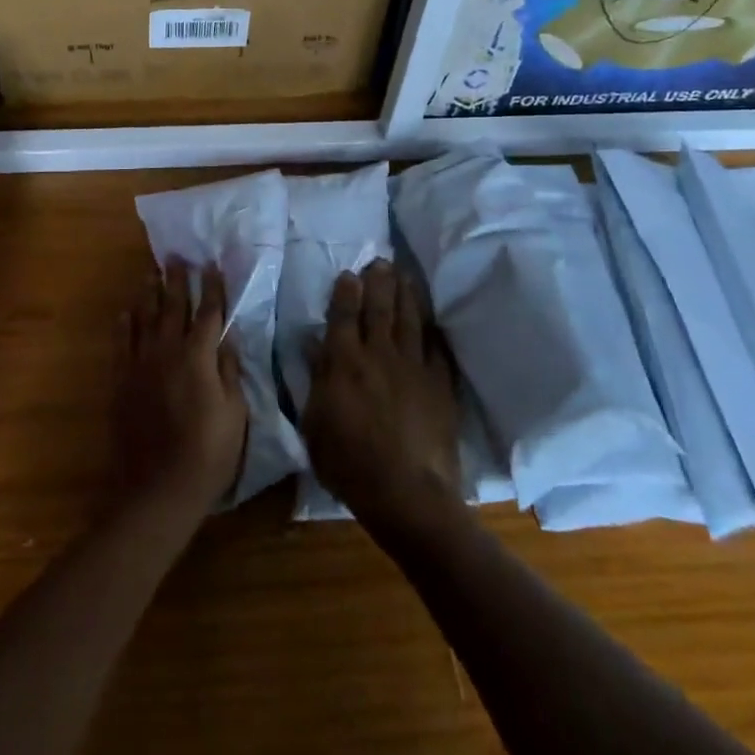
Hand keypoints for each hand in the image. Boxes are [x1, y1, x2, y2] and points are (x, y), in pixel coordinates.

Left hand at [115, 260, 248, 519]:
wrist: (158, 489)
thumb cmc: (208, 454)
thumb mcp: (235, 414)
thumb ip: (229, 371)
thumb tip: (227, 339)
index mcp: (198, 357)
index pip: (208, 312)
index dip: (212, 287)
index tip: (212, 265)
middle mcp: (167, 352)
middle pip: (172, 306)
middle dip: (176, 280)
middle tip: (176, 257)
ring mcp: (140, 365)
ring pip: (144, 318)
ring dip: (149, 294)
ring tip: (151, 273)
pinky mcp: (121, 381)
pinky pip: (121, 343)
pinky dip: (125, 324)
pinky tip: (126, 312)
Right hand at [303, 261, 462, 537]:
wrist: (408, 493)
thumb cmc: (349, 464)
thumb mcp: (315, 425)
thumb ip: (316, 380)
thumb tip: (314, 345)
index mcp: (344, 363)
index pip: (344, 316)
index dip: (346, 292)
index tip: (349, 273)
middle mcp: (379, 355)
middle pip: (380, 309)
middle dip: (379, 282)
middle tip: (381, 261)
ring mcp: (414, 367)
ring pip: (410, 320)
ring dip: (406, 294)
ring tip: (404, 275)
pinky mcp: (440, 384)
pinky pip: (437, 347)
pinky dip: (432, 330)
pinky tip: (432, 320)